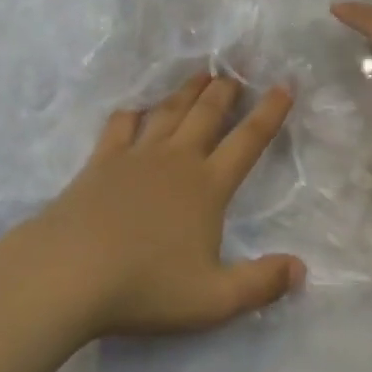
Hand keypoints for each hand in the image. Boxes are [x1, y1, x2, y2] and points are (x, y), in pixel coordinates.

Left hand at [32, 74, 305, 337]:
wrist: (70, 272)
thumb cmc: (145, 286)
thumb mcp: (213, 300)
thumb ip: (260, 283)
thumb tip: (301, 269)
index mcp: (207, 186)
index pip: (247, 141)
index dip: (269, 113)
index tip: (283, 85)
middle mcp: (176, 160)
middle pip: (207, 114)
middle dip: (226, 90)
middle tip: (236, 71)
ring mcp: (136, 155)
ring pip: (169, 111)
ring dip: (188, 90)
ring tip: (200, 74)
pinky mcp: (102, 160)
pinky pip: (121, 125)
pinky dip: (133, 112)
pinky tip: (136, 108)